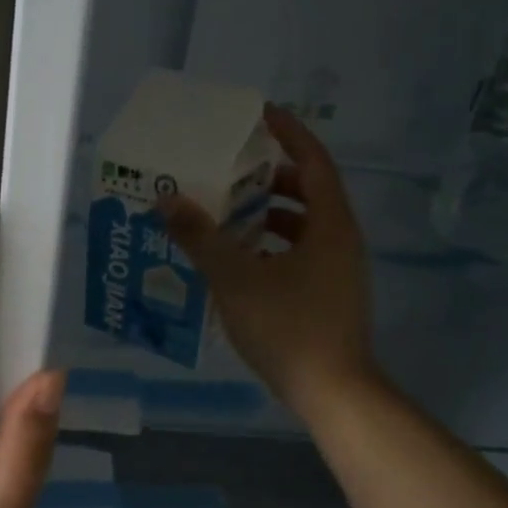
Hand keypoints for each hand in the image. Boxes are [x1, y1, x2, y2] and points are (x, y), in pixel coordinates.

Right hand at [161, 105, 380, 417]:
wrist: (333, 393)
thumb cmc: (288, 327)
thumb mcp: (236, 279)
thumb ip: (201, 237)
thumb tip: (167, 199)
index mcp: (330, 225)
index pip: (313, 161)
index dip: (288, 133)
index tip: (258, 114)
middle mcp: (340, 240)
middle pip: (308, 191)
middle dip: (270, 177)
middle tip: (230, 170)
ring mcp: (338, 270)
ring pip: (303, 226)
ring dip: (268, 215)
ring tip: (225, 214)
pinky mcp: (329, 295)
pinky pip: (300, 253)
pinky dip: (271, 246)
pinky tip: (237, 261)